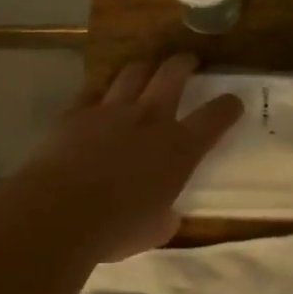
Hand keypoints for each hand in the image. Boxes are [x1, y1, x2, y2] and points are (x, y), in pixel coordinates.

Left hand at [11, 54, 243, 262]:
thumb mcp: (155, 231)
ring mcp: (111, 110)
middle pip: (173, 74)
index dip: (228, 106)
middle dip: (185, 63)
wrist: (59, 213)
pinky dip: (101, 92)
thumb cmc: (116, 229)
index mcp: (179, 149)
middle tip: (188, 62)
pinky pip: (93, 91)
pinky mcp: (76, 113)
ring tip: (147, 69)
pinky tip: (100, 96)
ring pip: (133, 72)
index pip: (215, 116)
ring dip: (145, 67)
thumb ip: (166, 216)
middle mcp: (150, 119)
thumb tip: (166, 214)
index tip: (233, 103)